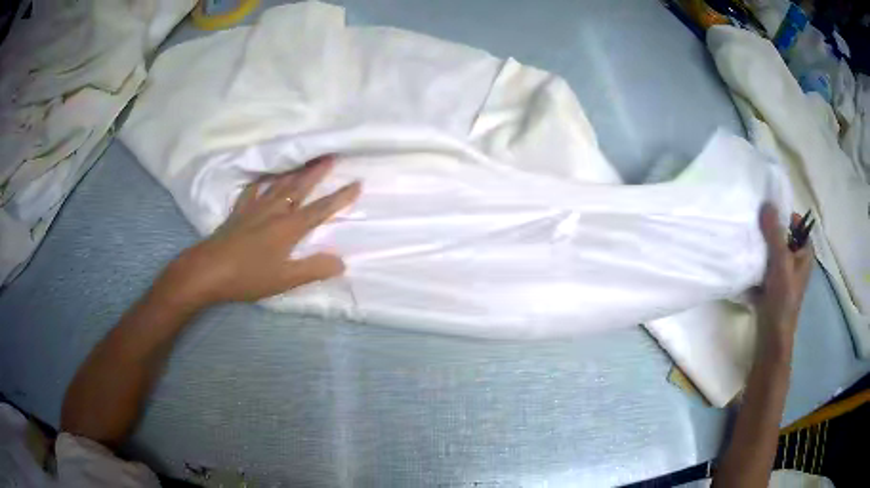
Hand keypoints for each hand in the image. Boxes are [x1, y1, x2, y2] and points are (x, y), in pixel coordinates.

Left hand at [159, 156, 360, 307]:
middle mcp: (274, 211)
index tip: (357, 183)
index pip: (320, 210)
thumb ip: (313, 269)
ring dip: (294, 172)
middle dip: (317, 172)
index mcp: (288, 228)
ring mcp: (254, 209)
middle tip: (330, 156)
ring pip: (278, 184)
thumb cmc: (248, 276)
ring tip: (304, 161)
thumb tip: (341, 262)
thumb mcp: (284, 279)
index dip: (340, 197)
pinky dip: (261, 182)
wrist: (208, 270)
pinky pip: (252, 190)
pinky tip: (263, 179)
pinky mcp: (238, 211)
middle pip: (299, 188)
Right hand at [755, 203, 812, 350]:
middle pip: (783, 236)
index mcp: (805, 254)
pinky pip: (765, 266)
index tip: (768, 212)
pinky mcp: (772, 286)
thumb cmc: (782, 298)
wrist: (771, 336)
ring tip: (748, 240)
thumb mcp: (780, 262)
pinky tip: (746, 261)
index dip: (785, 215)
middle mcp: (796, 261)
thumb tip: (766, 202)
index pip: (798, 224)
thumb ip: (774, 233)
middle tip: (754, 224)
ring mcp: (784, 275)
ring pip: (773, 252)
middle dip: (770, 231)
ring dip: (761, 247)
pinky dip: (757, 263)